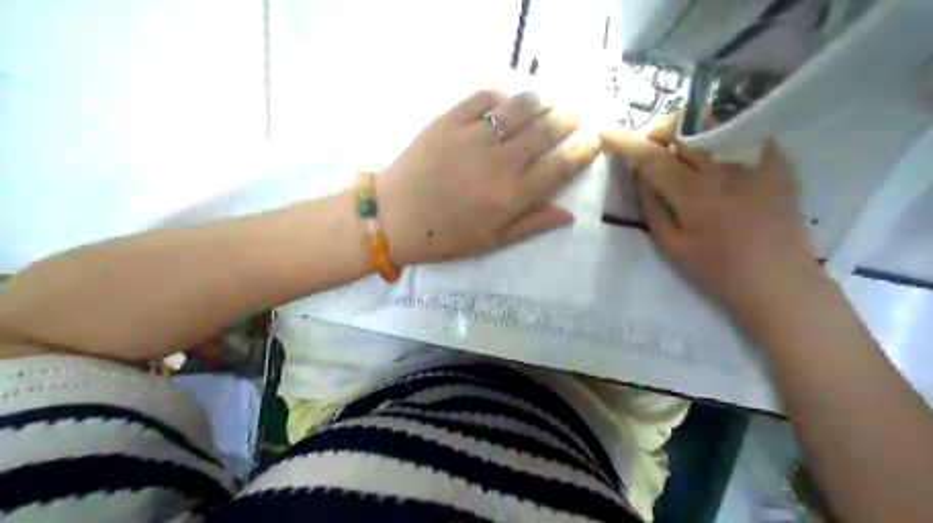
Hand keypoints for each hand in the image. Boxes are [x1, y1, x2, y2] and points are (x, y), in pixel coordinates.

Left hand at [376, 88, 597, 265]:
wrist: (394, 217)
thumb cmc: (444, 237)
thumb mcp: (491, 241)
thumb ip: (531, 224)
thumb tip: (569, 214)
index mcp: (510, 196)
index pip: (558, 167)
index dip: (581, 152)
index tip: (593, 141)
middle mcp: (497, 162)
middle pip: (544, 132)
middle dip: (567, 120)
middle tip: (577, 114)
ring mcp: (472, 137)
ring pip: (518, 109)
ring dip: (540, 102)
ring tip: (550, 101)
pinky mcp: (447, 121)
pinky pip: (482, 99)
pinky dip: (501, 97)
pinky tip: (508, 101)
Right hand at [606, 123, 818, 309]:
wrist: (778, 281)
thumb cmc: (717, 271)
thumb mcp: (671, 246)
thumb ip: (652, 207)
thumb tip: (640, 175)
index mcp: (694, 194)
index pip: (652, 157)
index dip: (626, 142)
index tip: (607, 132)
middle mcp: (725, 169)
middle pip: (684, 130)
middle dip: (660, 133)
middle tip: (652, 149)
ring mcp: (756, 161)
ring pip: (712, 127)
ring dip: (689, 133)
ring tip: (683, 151)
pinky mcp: (778, 162)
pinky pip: (743, 134)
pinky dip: (721, 138)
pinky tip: (718, 157)